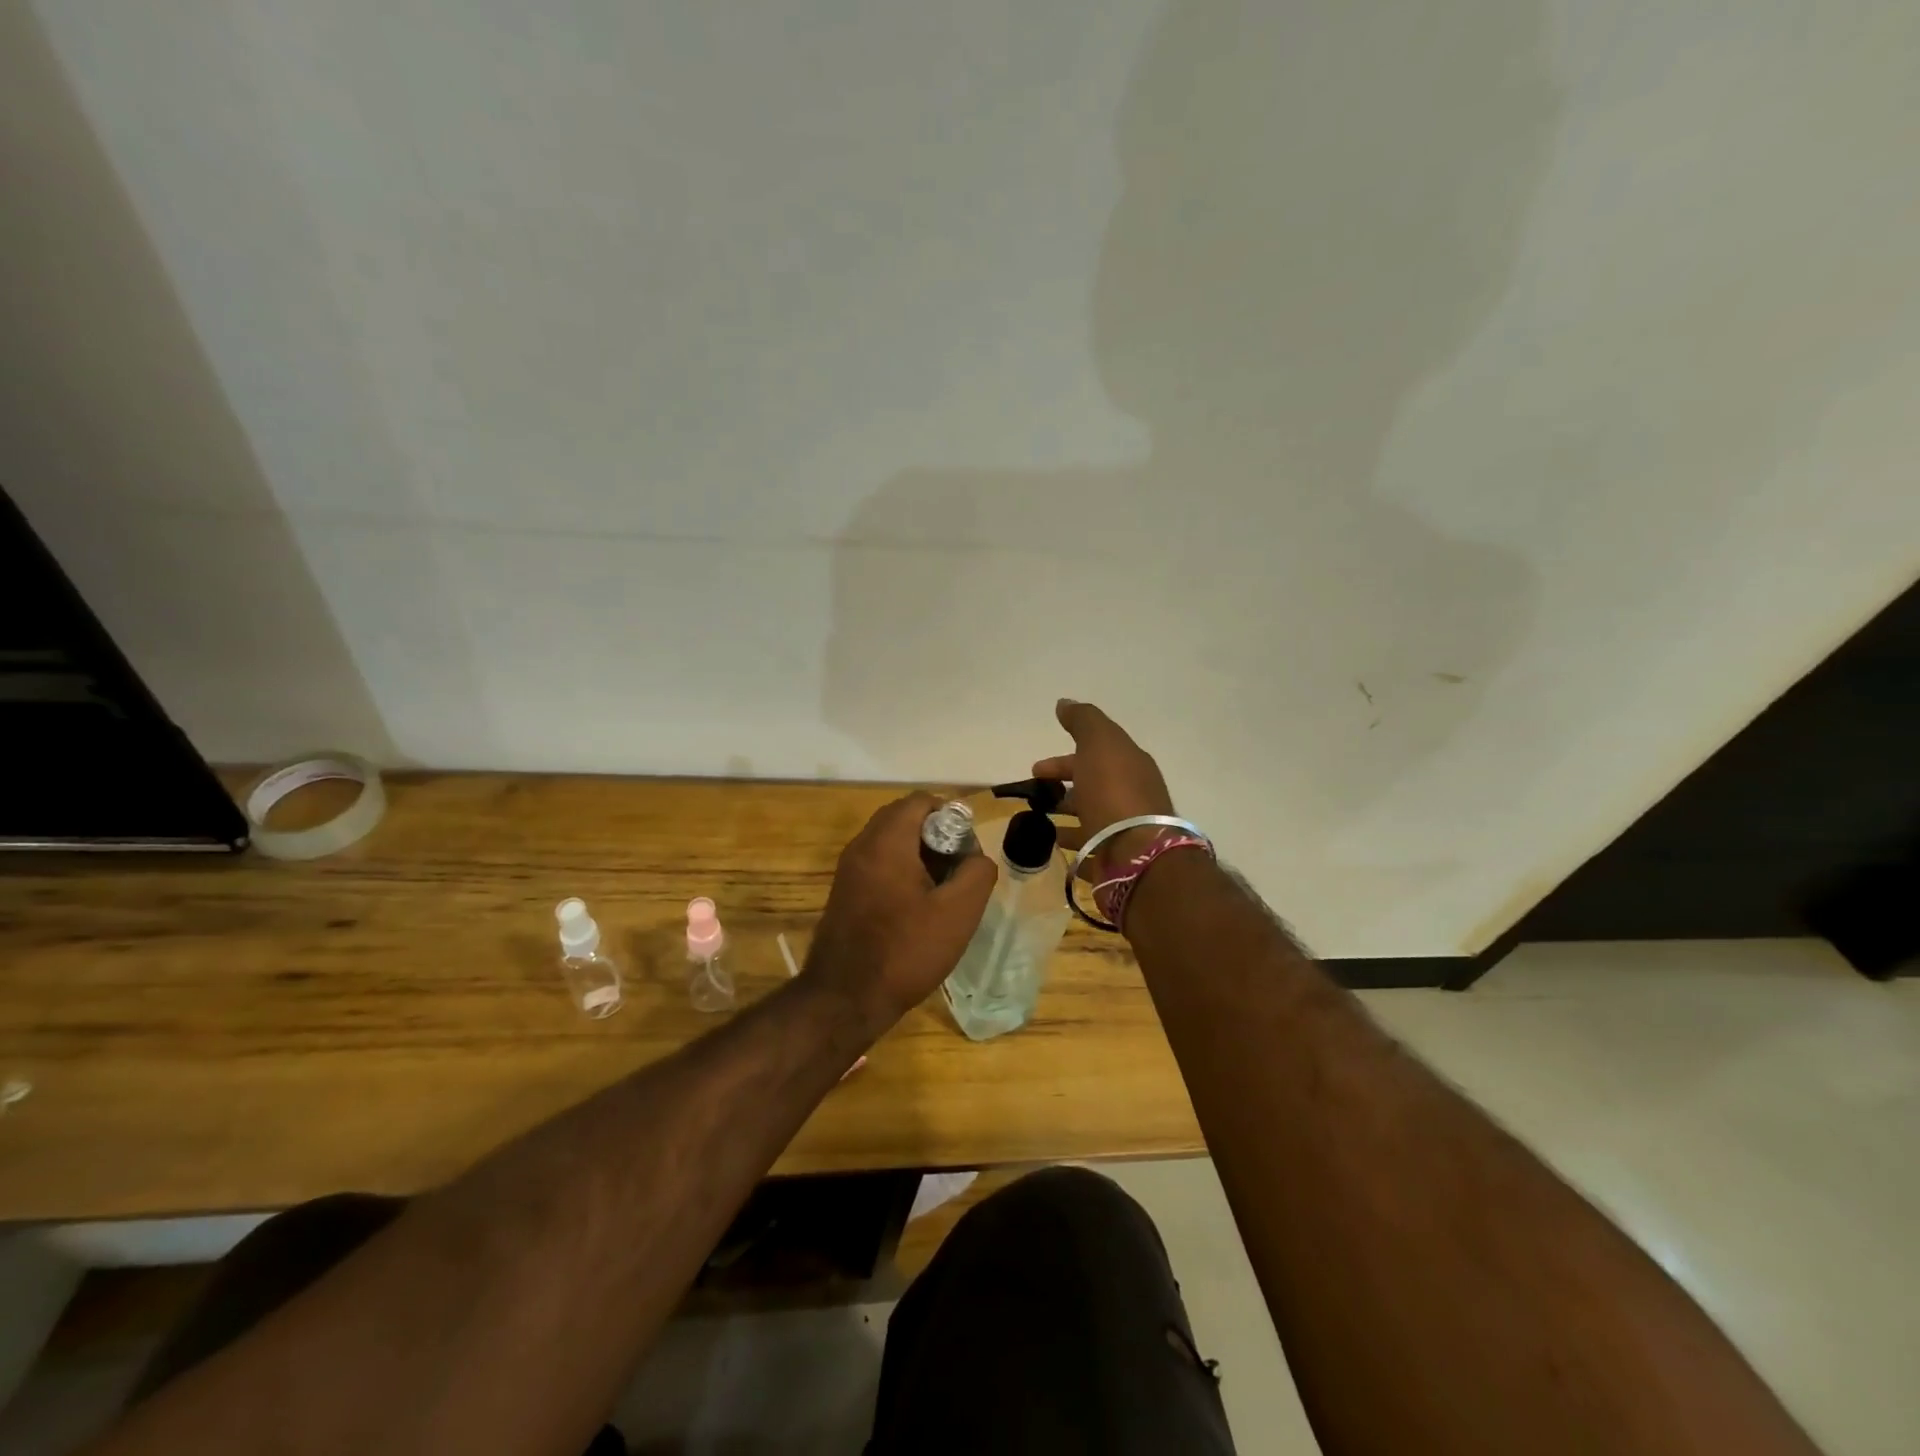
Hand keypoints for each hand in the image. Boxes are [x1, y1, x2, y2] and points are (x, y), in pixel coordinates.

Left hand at [803, 792, 998, 1039]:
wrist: (845, 999)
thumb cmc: (905, 951)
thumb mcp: (958, 912)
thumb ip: (977, 873)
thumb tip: (976, 857)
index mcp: (886, 841)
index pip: (921, 801)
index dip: (951, 816)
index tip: (967, 850)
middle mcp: (862, 846)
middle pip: (904, 818)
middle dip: (937, 835)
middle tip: (958, 869)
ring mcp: (848, 870)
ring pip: (890, 842)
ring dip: (920, 854)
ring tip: (943, 890)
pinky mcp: (844, 892)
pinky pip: (878, 864)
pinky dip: (901, 871)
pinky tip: (918, 907)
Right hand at [1034, 698, 1175, 880]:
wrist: (1137, 853)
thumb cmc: (1114, 792)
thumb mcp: (1098, 743)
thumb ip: (1083, 721)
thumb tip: (1065, 703)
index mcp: (1130, 765)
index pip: (1095, 754)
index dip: (1064, 759)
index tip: (1036, 769)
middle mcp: (1130, 795)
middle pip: (1092, 784)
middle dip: (1063, 784)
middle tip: (1034, 795)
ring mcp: (1125, 829)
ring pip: (1090, 815)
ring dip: (1066, 813)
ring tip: (1038, 820)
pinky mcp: (1116, 858)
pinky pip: (1089, 846)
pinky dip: (1071, 842)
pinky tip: (1053, 844)